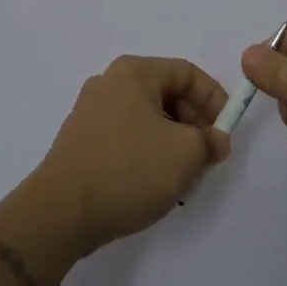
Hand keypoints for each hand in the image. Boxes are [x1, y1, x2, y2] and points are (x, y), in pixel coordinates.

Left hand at [33, 56, 231, 255]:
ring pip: (147, 117)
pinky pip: (126, 136)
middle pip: (166, 93)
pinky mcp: (81, 141)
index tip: (226, 131)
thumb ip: (209, 142)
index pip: (187, 72)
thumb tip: (215, 140)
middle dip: (193, 122)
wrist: (60, 213)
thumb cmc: (128, 170)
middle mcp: (109, 83)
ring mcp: (91, 112)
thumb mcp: (184, 154)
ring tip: (183, 175)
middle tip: (207, 155)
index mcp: (134, 72)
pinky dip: (147, 152)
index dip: (214, 98)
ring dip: (172, 141)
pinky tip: (153, 183)